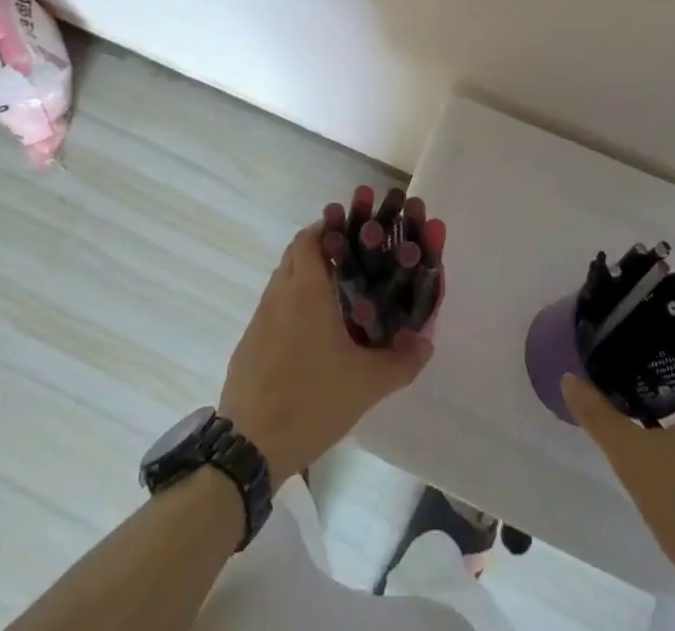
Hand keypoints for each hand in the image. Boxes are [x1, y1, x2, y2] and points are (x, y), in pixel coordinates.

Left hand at [219, 219, 433, 486]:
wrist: (250, 446)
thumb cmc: (311, 401)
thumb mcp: (365, 384)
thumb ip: (401, 362)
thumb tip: (426, 344)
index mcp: (306, 290)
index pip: (311, 237)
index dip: (329, 228)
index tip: (352, 234)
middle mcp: (279, 294)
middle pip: (295, 253)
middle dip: (319, 248)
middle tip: (349, 262)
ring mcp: (259, 318)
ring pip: (282, 279)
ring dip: (303, 277)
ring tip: (334, 299)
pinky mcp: (248, 342)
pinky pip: (272, 308)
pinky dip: (289, 306)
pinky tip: (309, 336)